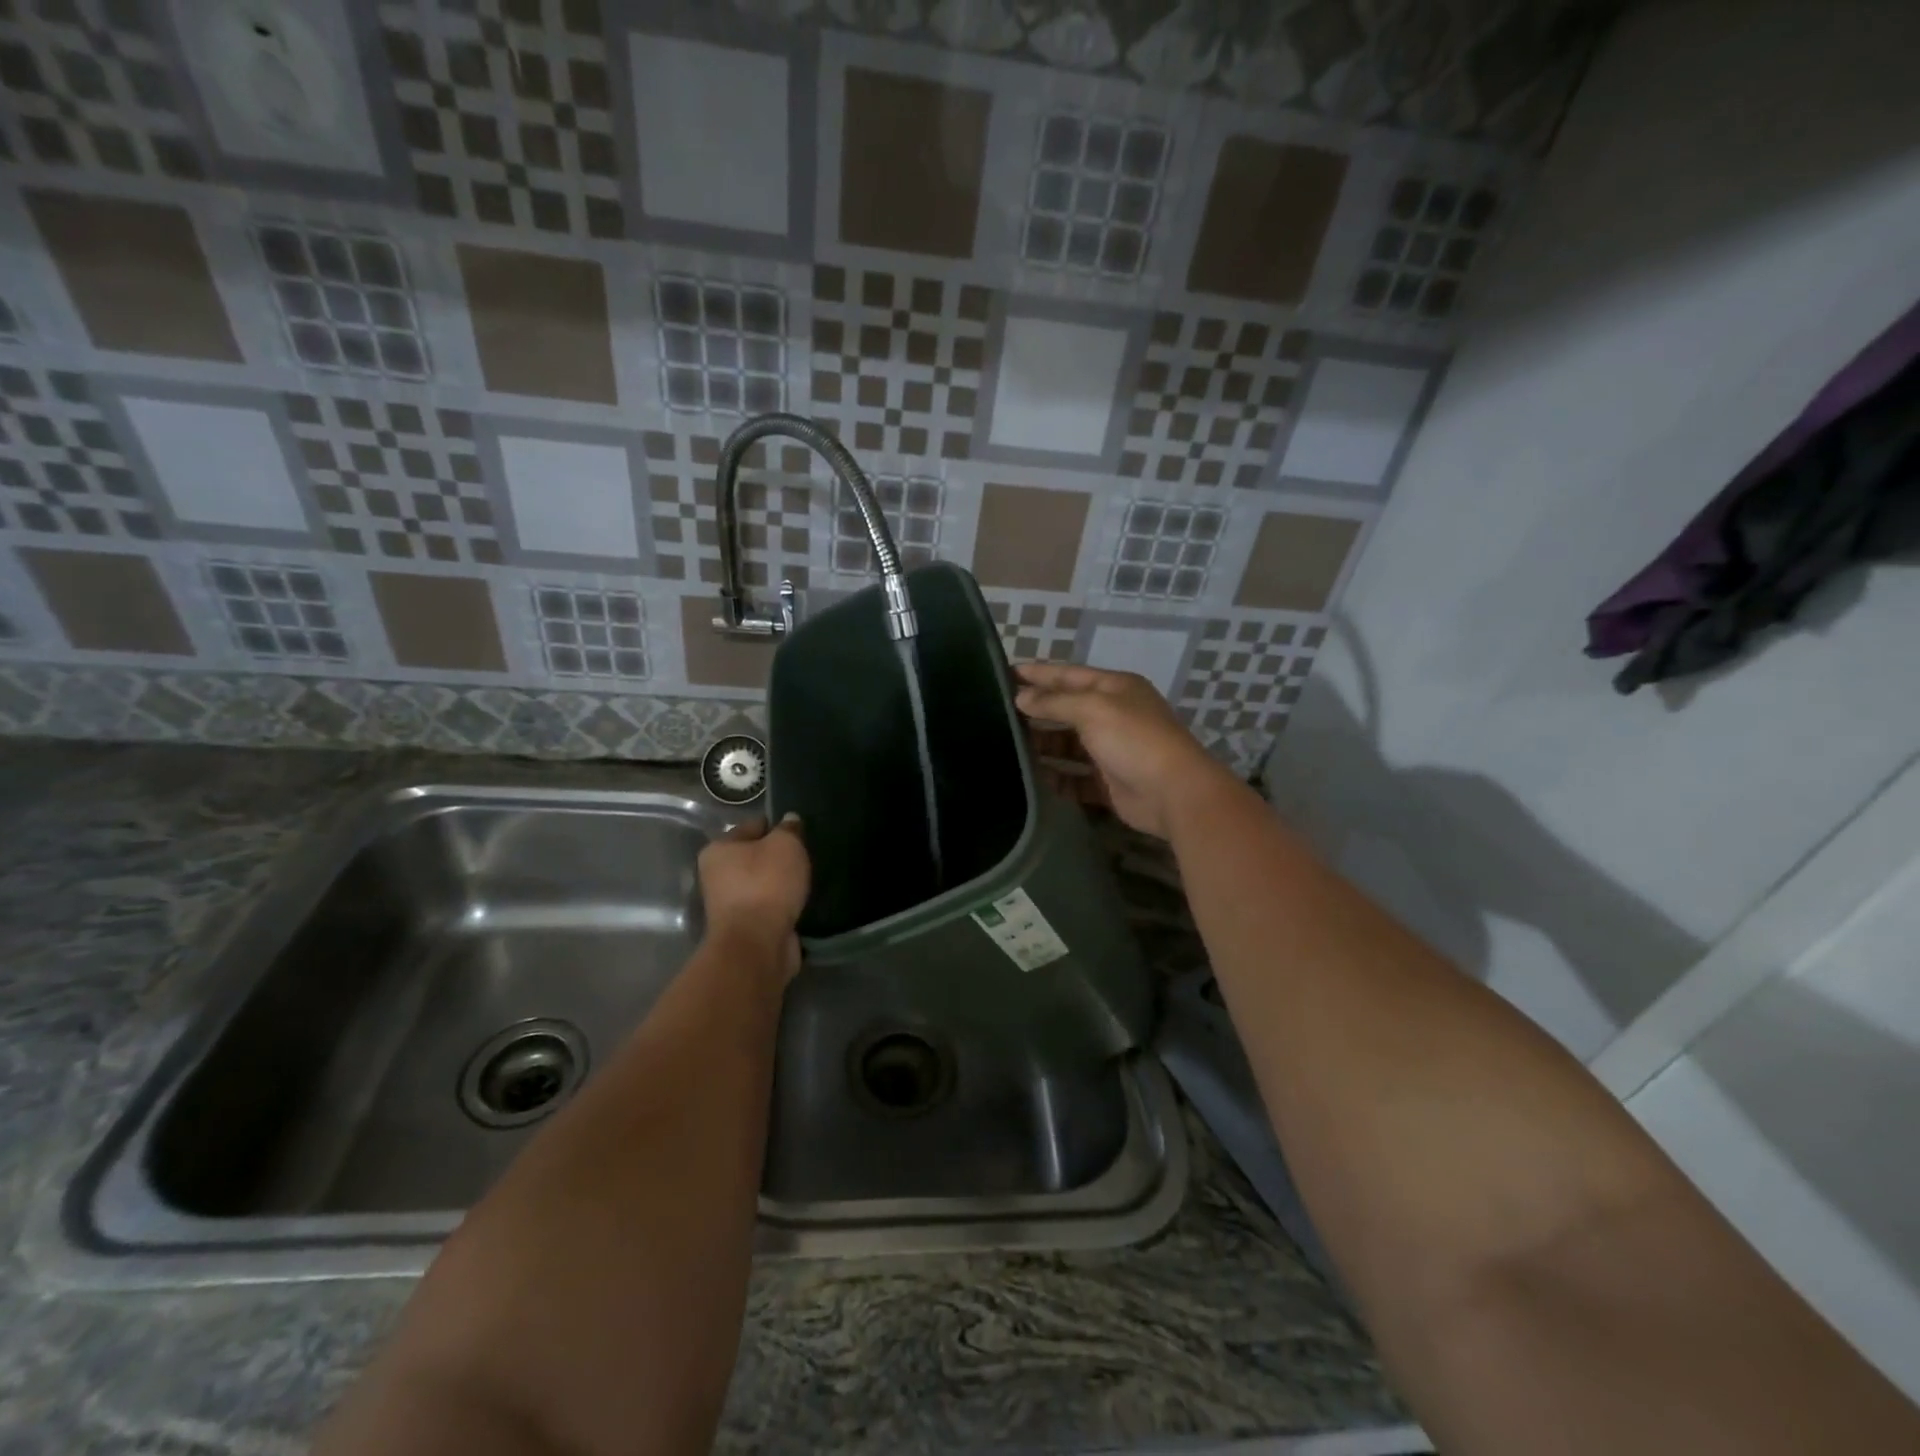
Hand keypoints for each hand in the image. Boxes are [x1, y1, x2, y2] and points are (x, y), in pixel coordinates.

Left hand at [697, 814, 810, 985]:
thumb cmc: (766, 885)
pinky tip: (803, 901)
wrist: (758, 945)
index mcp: (719, 849)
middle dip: (780, 857)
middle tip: (807, 856)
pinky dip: (785, 905)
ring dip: (784, 883)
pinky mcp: (747, 928)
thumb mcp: (785, 845)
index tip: (801, 832)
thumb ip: (789, 829)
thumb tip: (789, 820)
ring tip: (809, 879)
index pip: (753, 826)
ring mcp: (732, 905)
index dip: (778, 826)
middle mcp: (718, 875)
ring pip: (765, 884)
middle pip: (757, 857)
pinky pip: (771, 907)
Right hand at [1014, 663, 1238, 839]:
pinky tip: (1033, 777)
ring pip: (1069, 745)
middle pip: (1068, 710)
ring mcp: (1112, 751)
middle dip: (1038, 710)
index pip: (1070, 675)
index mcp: (1116, 689)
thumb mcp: (1092, 709)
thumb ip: (1054, 702)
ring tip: (1009, 746)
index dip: (1040, 674)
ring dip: (1043, 745)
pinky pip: (1075, 778)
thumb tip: (1022, 698)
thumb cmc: (1133, 739)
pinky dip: (1057, 777)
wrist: (1173, 792)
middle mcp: (1114, 716)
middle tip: (1000, 712)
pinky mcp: (1108, 783)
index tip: (1007, 673)